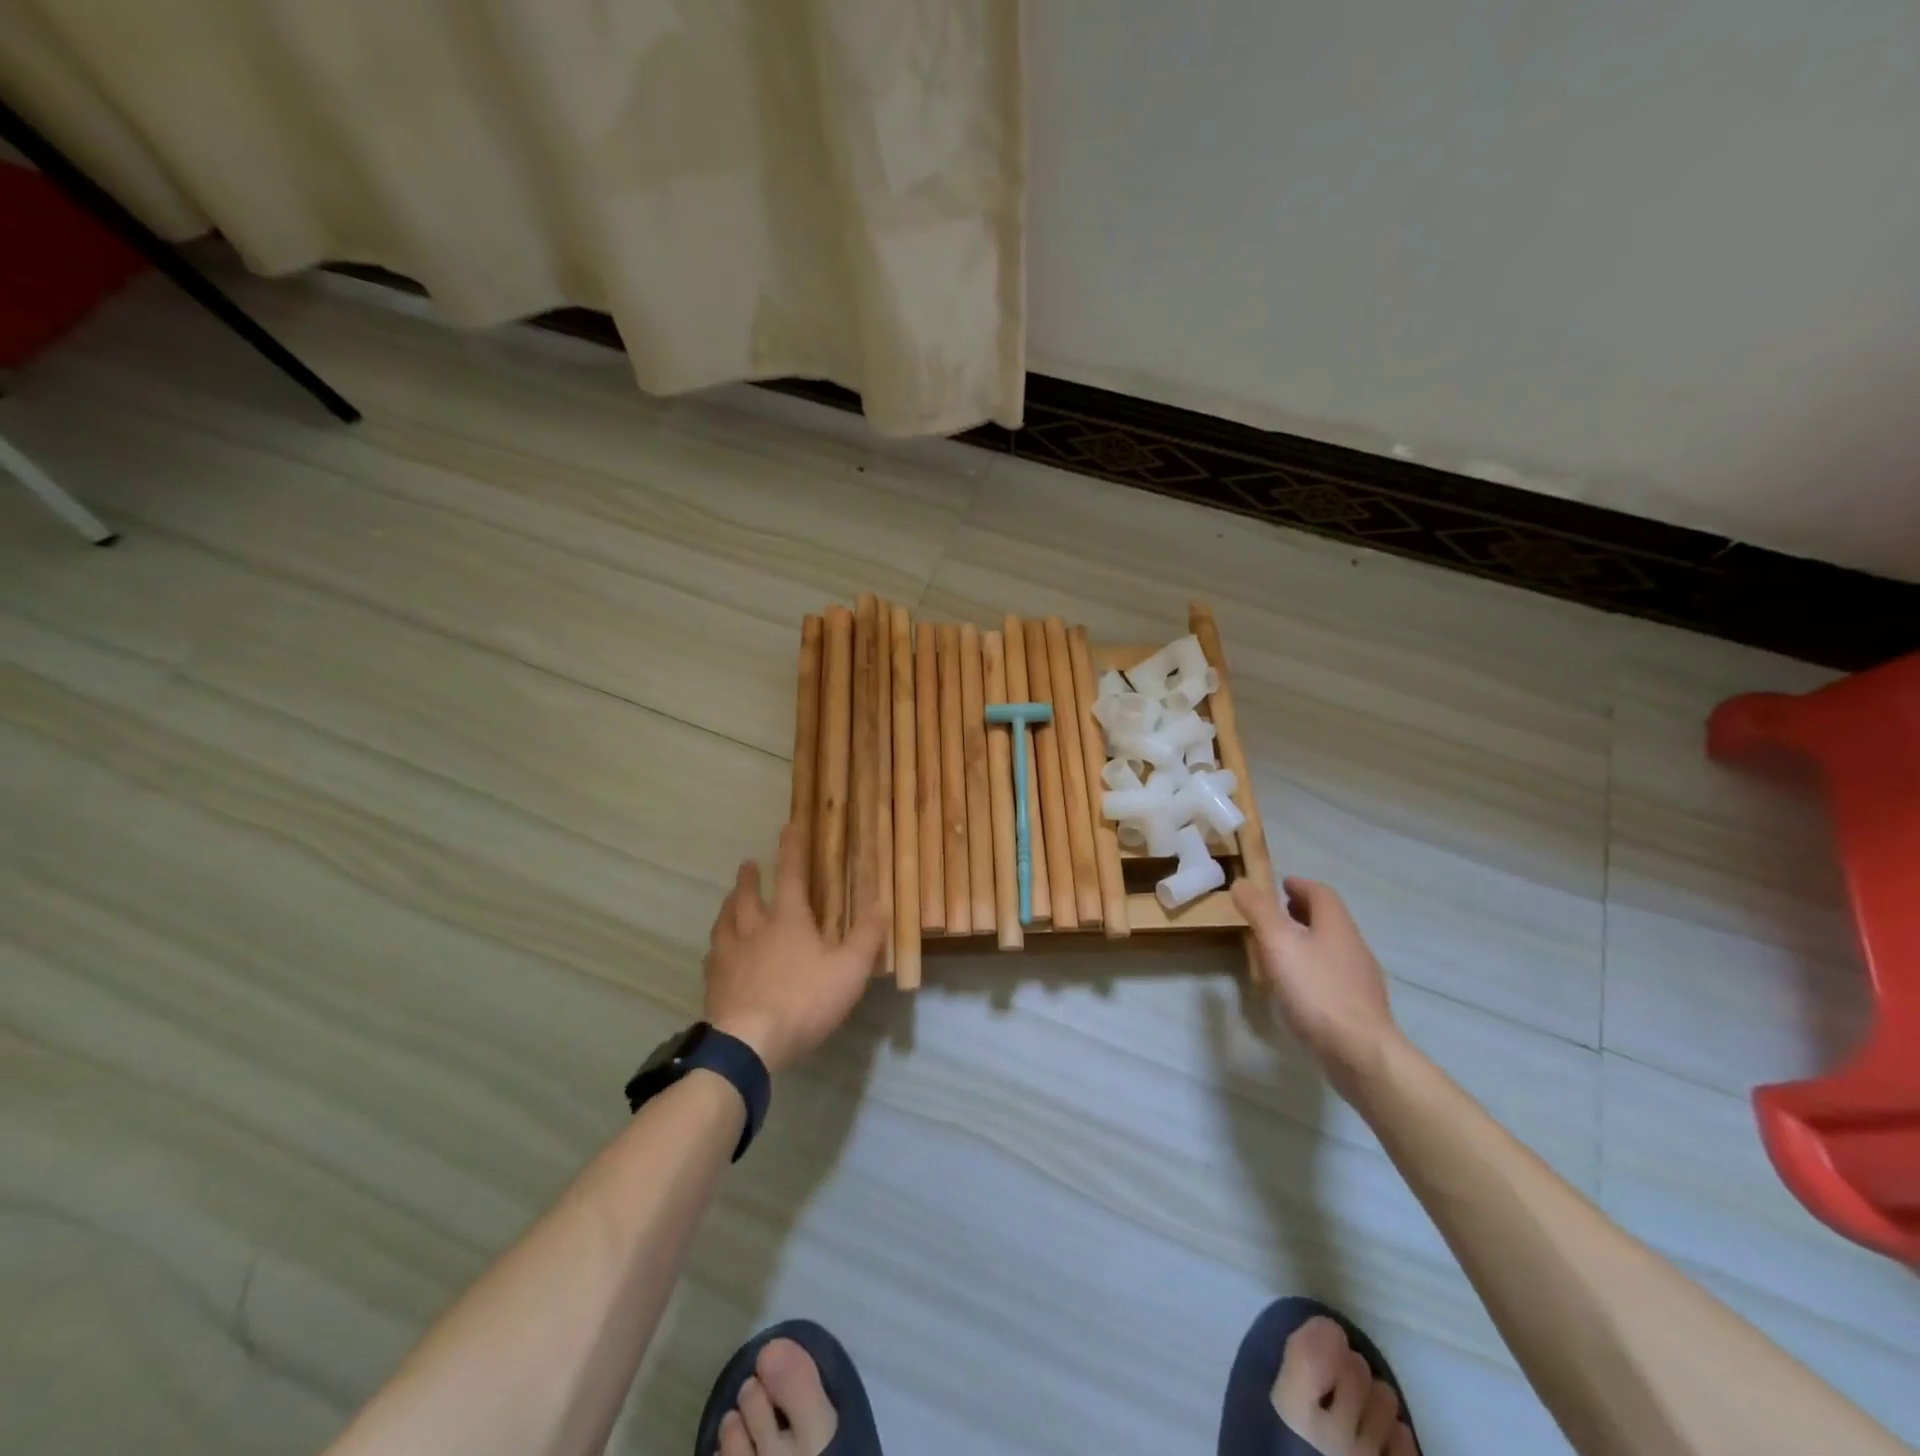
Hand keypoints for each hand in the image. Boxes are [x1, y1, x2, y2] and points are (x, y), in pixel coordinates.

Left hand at [703, 824, 888, 1073]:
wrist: (748, 1044)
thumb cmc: (804, 1001)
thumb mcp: (849, 971)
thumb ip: (866, 937)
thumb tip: (880, 904)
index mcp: (788, 921)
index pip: (791, 876)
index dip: (791, 850)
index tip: (789, 827)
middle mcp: (754, 930)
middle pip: (747, 896)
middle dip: (749, 878)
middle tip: (748, 864)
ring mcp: (729, 957)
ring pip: (725, 922)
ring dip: (728, 906)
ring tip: (729, 900)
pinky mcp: (714, 984)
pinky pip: (713, 956)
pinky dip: (717, 946)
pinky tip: (716, 952)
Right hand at [1231, 875, 1400, 1080]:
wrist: (1361, 1051)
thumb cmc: (1316, 990)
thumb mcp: (1278, 945)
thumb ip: (1259, 912)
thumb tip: (1242, 883)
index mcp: (1336, 925)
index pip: (1321, 894)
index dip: (1301, 886)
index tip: (1282, 885)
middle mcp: (1354, 946)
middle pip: (1330, 919)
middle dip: (1305, 911)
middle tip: (1280, 911)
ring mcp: (1361, 978)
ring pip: (1333, 947)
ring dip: (1310, 939)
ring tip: (1284, 948)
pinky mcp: (1361, 1006)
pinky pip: (1336, 974)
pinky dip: (1316, 967)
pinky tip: (1301, 986)